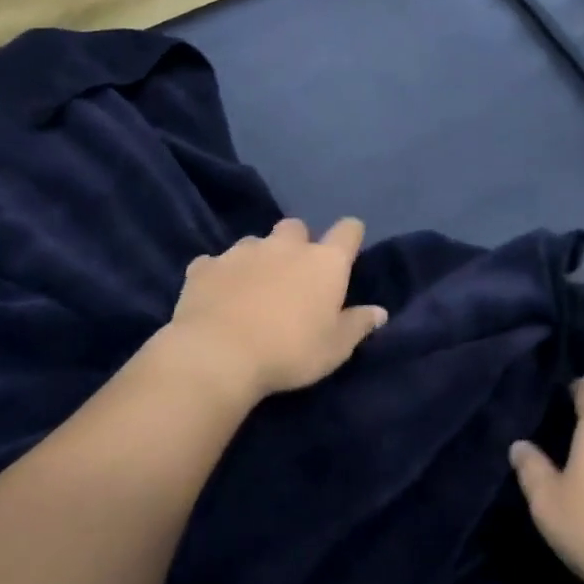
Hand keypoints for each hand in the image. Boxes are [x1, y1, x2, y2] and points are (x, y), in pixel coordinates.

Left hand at [170, 218, 387, 402]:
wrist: (218, 355)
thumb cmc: (289, 352)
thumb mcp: (335, 348)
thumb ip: (358, 325)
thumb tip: (379, 312)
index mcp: (324, 262)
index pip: (348, 230)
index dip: (350, 236)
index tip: (348, 250)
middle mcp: (285, 246)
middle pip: (296, 227)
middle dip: (297, 243)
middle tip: (294, 274)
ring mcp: (242, 251)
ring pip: (255, 242)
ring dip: (258, 258)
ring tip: (253, 288)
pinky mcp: (205, 267)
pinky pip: (214, 263)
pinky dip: (219, 275)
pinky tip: (217, 296)